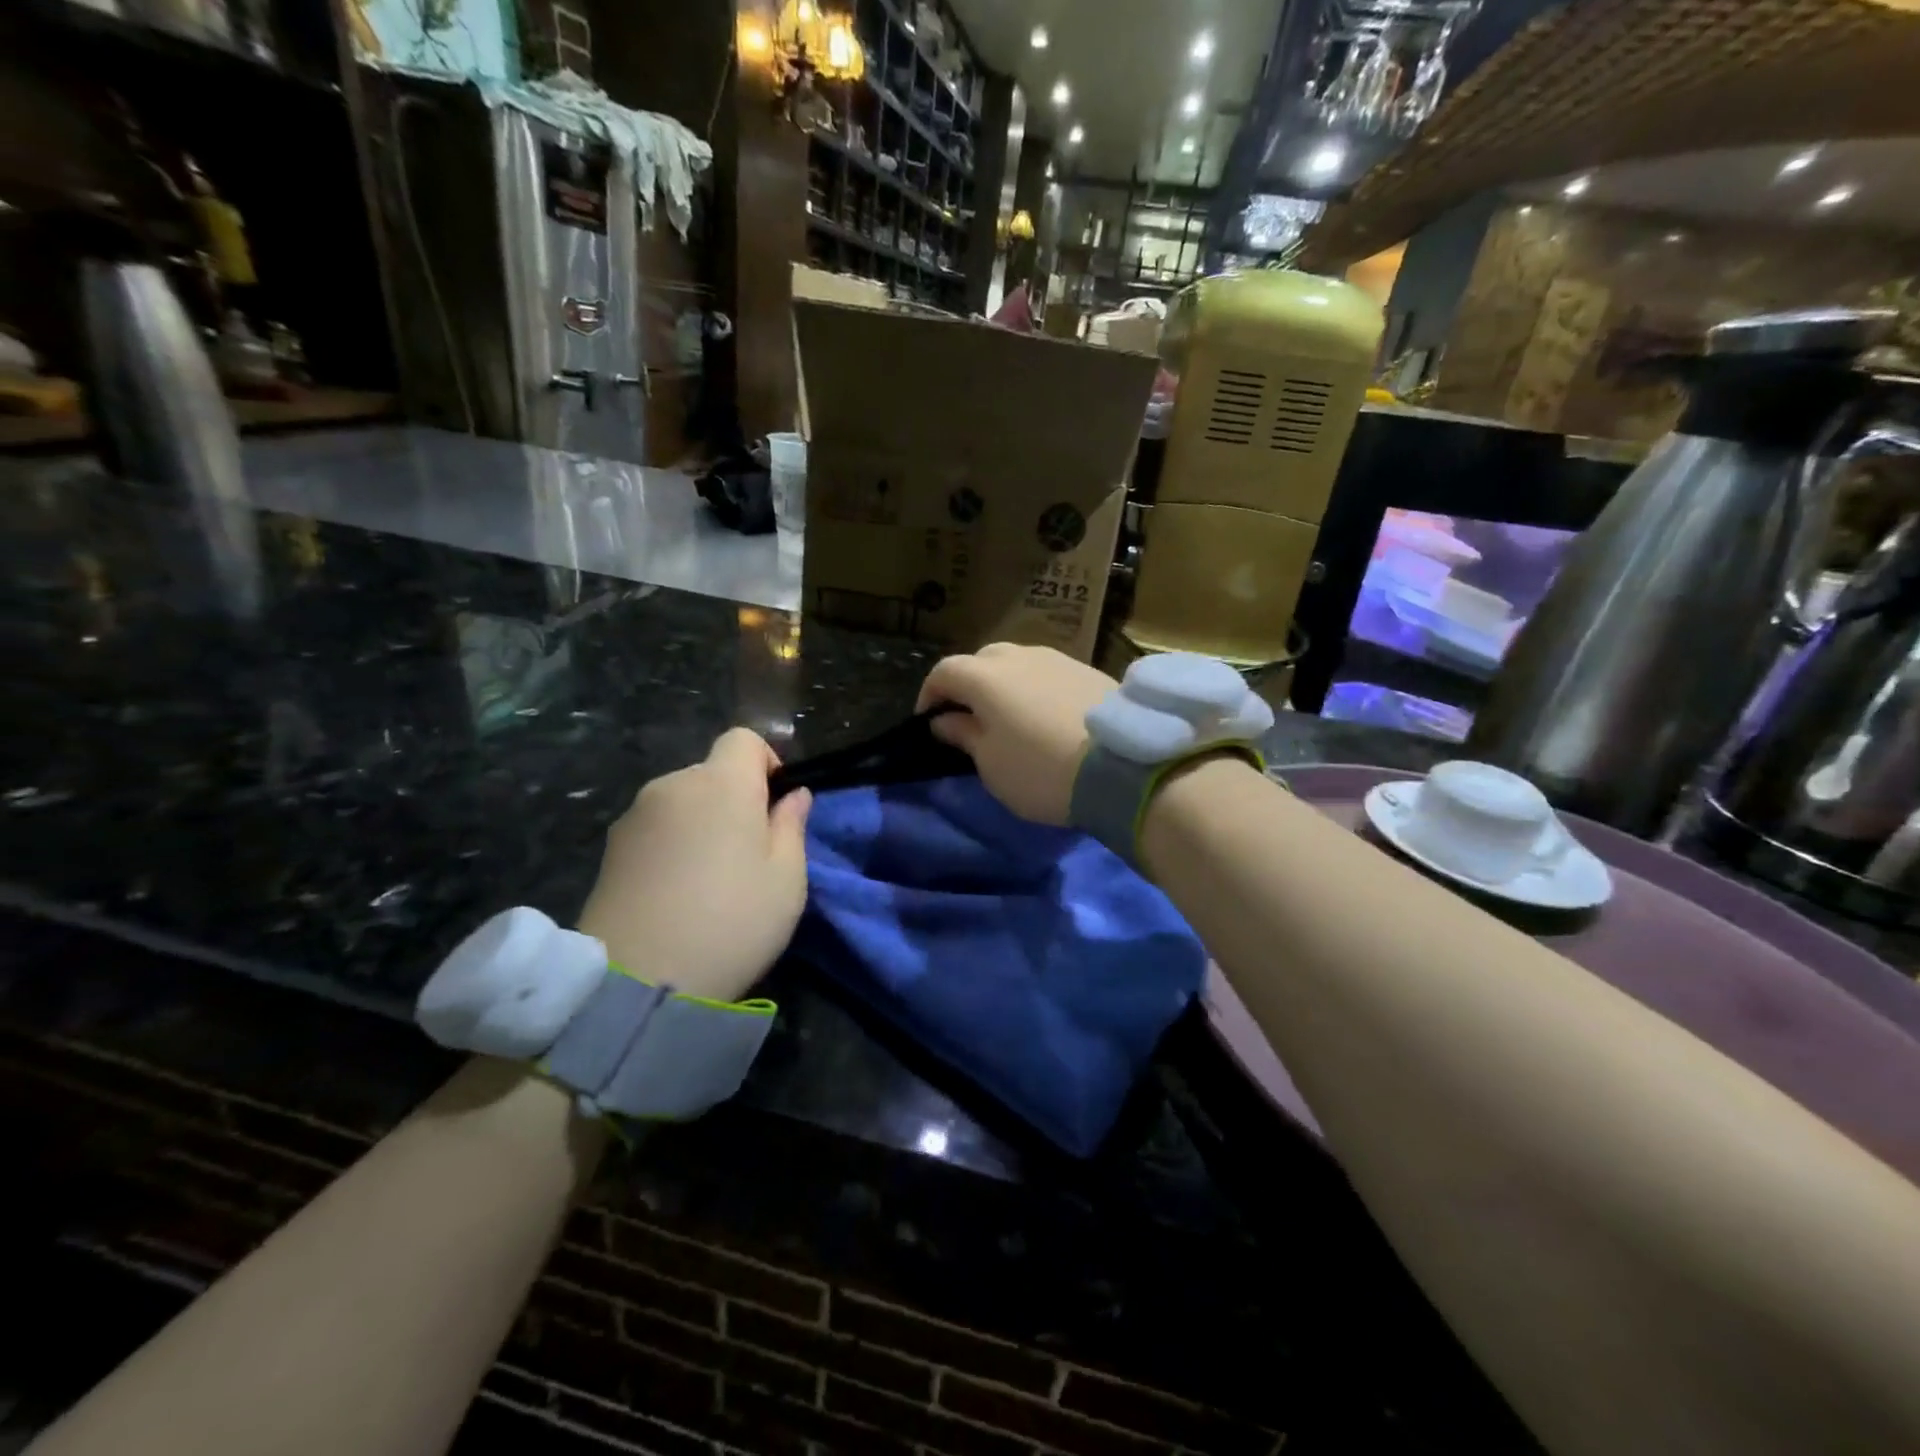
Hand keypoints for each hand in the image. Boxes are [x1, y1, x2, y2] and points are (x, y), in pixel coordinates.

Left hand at [577, 729, 810, 1004]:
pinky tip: (675, 893)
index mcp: (722, 783)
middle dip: (734, 799)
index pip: (744, 738)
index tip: (776, 805)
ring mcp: (634, 816)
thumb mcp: (787, 879)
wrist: (637, 981)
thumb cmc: (732, 922)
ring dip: (701, 824)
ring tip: (708, 880)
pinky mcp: (609, 850)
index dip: (766, 763)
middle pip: (712, 773)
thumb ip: (792, 826)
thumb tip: (794, 795)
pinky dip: (671, 845)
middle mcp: (673, 785)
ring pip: (682, 803)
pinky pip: (655, 830)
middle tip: (749, 854)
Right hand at [914, 644, 1115, 824]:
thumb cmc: (1041, 770)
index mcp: (984, 677)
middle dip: (967, 685)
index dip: (929, 695)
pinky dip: (1034, 688)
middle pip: (980, 661)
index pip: (943, 672)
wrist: (1123, 765)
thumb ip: (964, 735)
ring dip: (1003, 684)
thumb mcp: (991, 764)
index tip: (928, 721)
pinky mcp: (1087, 669)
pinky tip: (1043, 715)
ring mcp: (1056, 659)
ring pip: (1016, 663)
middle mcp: (1018, 656)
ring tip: (1008, 716)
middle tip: (969, 717)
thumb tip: (945, 720)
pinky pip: (1046, 673)